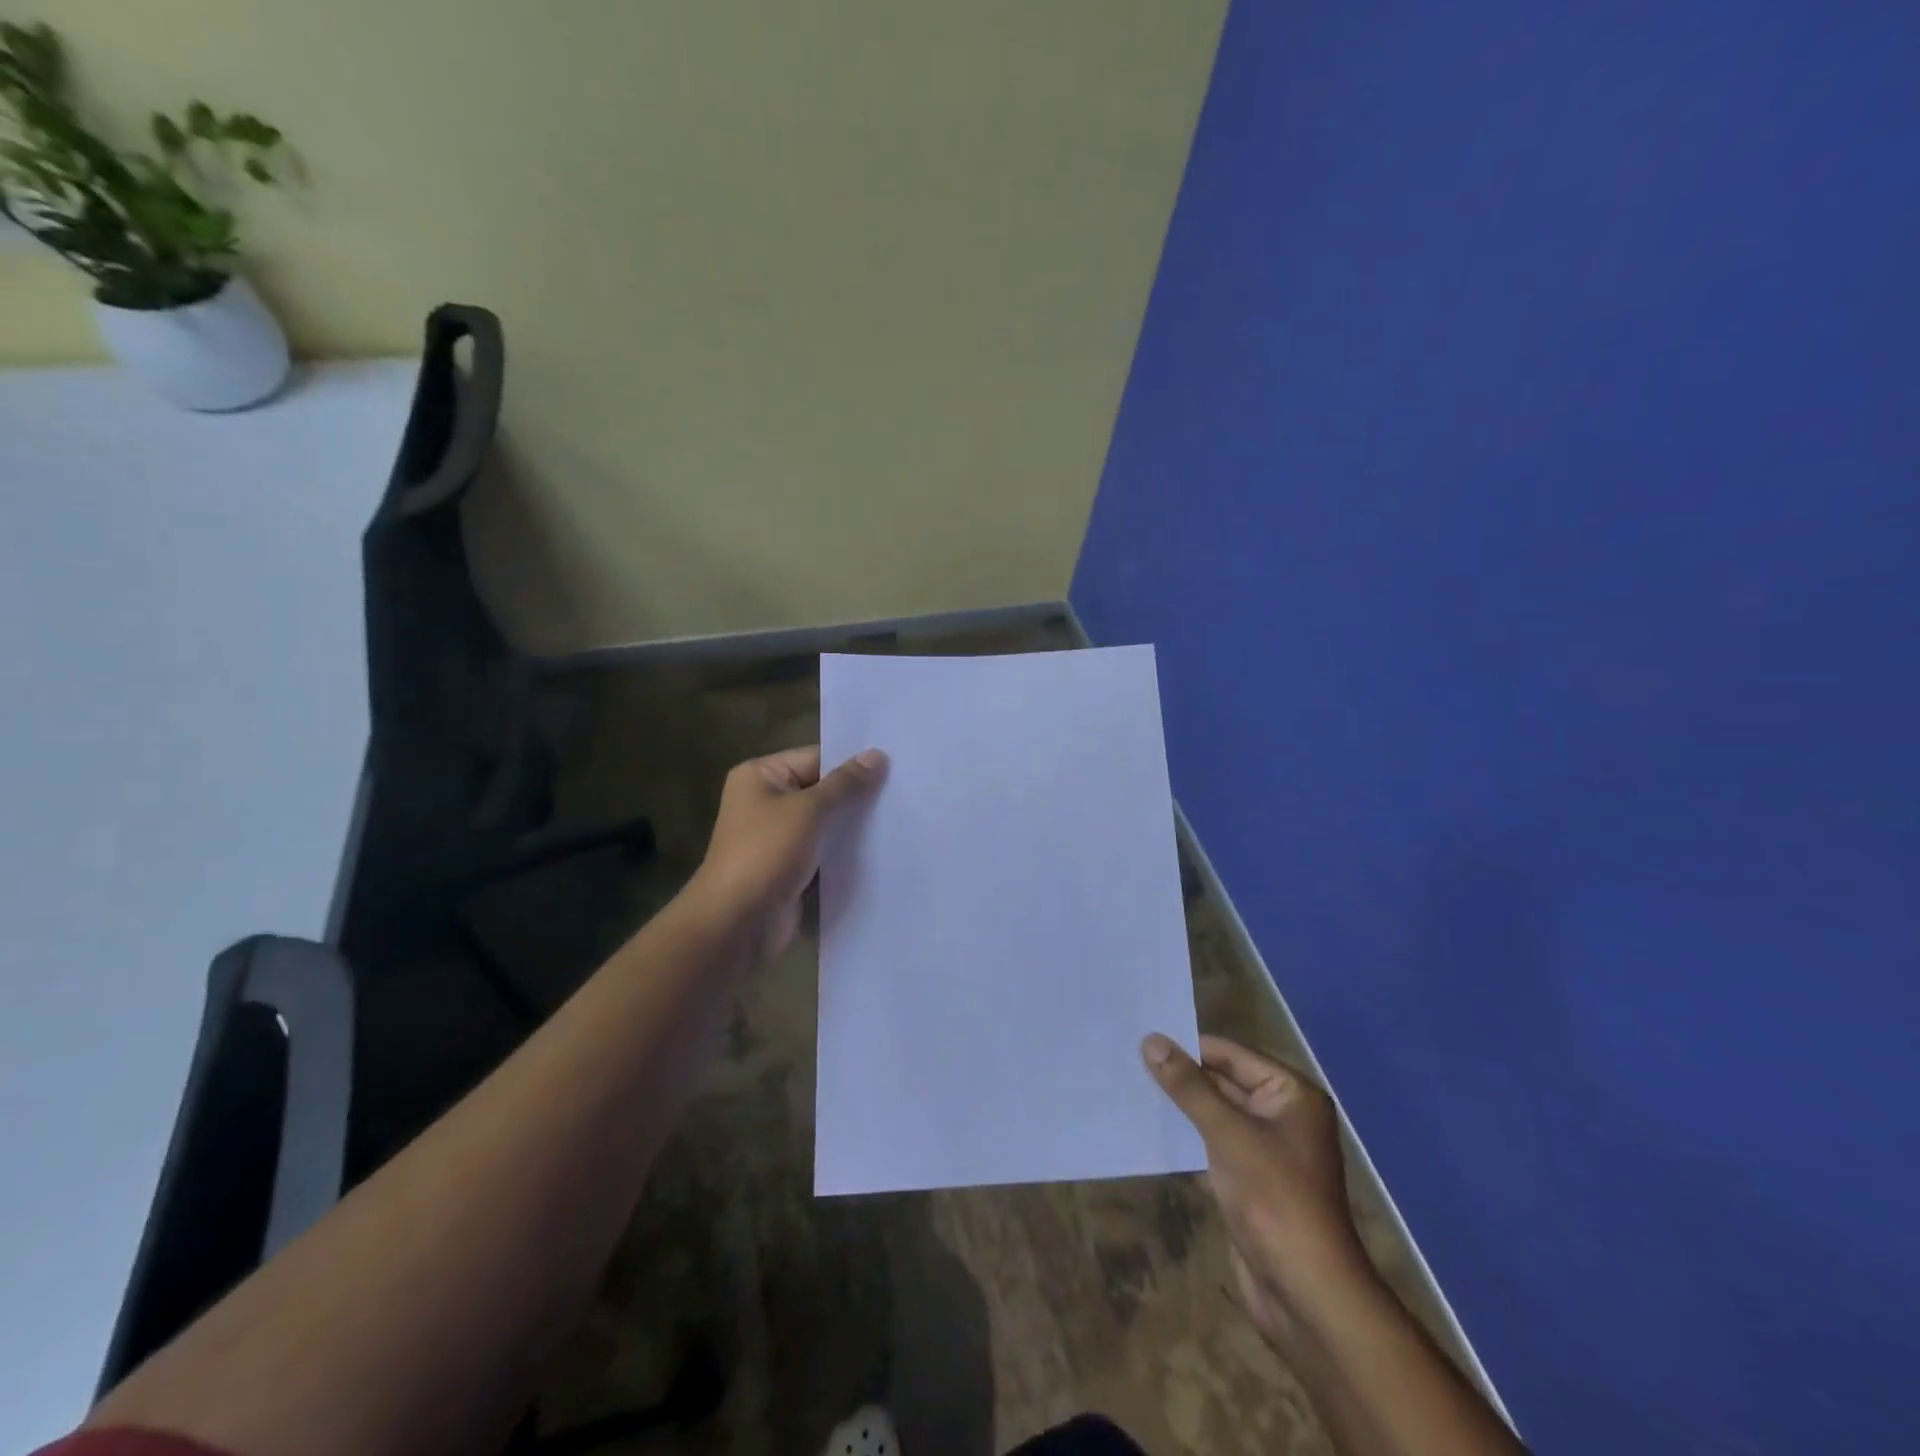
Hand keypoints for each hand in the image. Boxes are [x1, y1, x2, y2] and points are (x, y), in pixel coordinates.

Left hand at [689, 745, 887, 956]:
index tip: (895, 765)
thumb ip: (845, 783)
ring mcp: (778, 836)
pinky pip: (824, 849)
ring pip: (826, 822)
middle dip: (857, 794)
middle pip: (822, 789)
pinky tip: (882, 848)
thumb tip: (878, 755)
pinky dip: (846, 850)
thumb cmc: (766, 854)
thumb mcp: (809, 810)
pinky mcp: (790, 866)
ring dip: (854, 825)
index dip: (853, 762)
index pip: (816, 757)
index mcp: (761, 776)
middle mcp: (767, 800)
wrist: (737, 923)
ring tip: (900, 818)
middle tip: (904, 791)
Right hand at [1143, 1033, 1370, 1350]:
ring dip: (1180, 1107)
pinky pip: (1213, 1146)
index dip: (1189, 1045)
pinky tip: (1150, 1130)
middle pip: (1224, 1082)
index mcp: (1291, 1095)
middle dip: (1181, 1075)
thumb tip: (1152, 1041)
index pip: (1231, 1055)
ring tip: (1131, 1087)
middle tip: (1130, 1059)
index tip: (1143, 1036)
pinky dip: (1186, 1138)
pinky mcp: (1250, 1182)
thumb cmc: (1275, 1200)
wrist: (1307, 1295)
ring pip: (1215, 1115)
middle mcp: (1282, 1116)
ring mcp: (1266, 1151)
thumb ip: (1189, 1086)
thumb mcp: (1228, 1134)